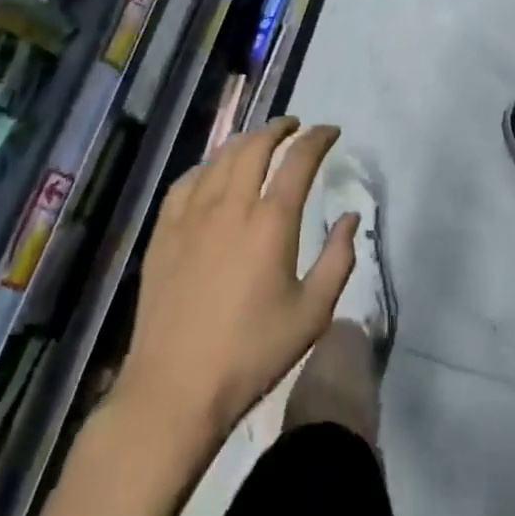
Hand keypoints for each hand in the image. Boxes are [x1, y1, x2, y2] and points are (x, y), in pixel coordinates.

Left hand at [115, 118, 355, 443]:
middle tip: (295, 127)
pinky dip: (208, 165)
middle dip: (280, 128)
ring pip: (221, 156)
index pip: (299, 159)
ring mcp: (192, 213)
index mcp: (271, 221)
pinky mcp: (165, 230)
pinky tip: (213, 172)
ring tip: (260, 141)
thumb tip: (349, 217)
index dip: (318, 138)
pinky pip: (188, 180)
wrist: (175, 388)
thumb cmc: (251, 354)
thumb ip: (338, 259)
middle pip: (257, 144)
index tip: (331, 131)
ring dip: (246, 140)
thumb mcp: (312, 314)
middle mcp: (231, 204)